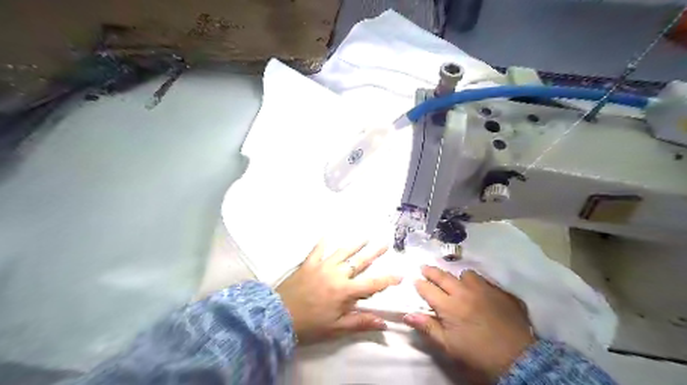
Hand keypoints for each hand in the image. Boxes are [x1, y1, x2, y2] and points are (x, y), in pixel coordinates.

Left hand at [276, 242, 400, 344]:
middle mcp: (336, 274)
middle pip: (359, 262)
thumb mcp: (336, 328)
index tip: (400, 274)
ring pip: (342, 252)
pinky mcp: (308, 264)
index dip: (388, 279)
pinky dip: (322, 242)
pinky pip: (316, 250)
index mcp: (345, 291)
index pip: (372, 284)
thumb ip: (360, 322)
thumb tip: (384, 323)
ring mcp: (322, 266)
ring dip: (355, 244)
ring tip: (365, 236)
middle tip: (385, 243)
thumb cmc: (310, 325)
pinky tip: (326, 234)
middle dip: (374, 252)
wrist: (277, 317)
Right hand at [404, 266, 535, 382]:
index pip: (428, 289)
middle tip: (424, 267)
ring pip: (466, 274)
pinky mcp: (499, 292)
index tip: (415, 280)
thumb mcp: (449, 345)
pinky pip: (484, 280)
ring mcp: (483, 289)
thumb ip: (428, 327)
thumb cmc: (477, 354)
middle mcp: (464, 292)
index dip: (419, 284)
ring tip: (457, 283)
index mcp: (449, 306)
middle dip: (431, 271)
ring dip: (458, 277)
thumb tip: (407, 315)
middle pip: (443, 276)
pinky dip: (477, 283)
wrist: (517, 358)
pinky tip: (479, 291)